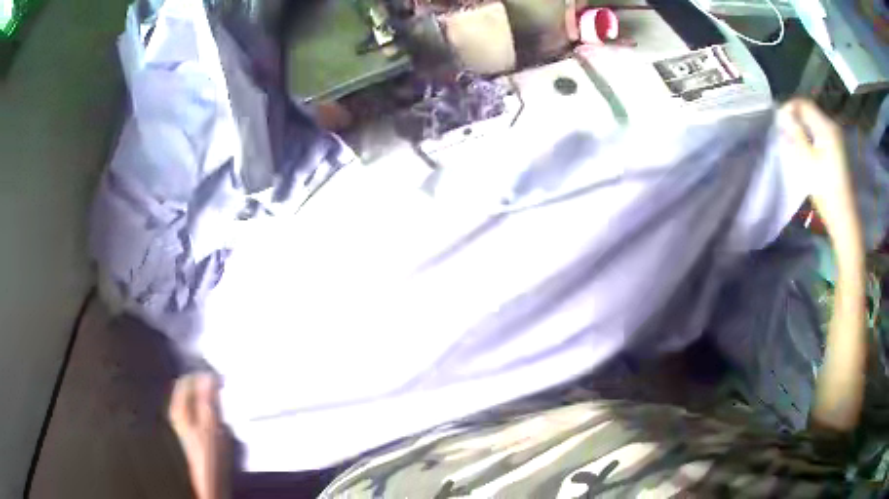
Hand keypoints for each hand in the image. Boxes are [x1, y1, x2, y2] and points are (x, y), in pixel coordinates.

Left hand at [169, 373, 227, 498]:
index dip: (201, 375)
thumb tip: (208, 375)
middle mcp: (179, 412)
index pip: (186, 380)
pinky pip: (202, 411)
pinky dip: (211, 409)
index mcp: (178, 408)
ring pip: (197, 401)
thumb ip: (207, 399)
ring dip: (210, 399)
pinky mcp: (196, 431)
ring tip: (223, 401)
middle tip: (222, 388)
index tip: (218, 376)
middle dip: (206, 387)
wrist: (212, 479)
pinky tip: (221, 417)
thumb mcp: (210, 424)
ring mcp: (187, 423)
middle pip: (191, 390)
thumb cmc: (209, 452)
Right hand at [777, 99, 858, 238]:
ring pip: (814, 122)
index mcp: (826, 127)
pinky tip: (805, 148)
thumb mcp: (807, 161)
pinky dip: (810, 135)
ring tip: (792, 140)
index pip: (804, 104)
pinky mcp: (837, 149)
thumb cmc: (825, 190)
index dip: (789, 107)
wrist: (844, 217)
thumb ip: (795, 134)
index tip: (779, 120)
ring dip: (802, 127)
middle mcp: (832, 127)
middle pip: (810, 112)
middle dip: (795, 117)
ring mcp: (836, 139)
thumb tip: (783, 115)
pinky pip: (820, 133)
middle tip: (784, 130)